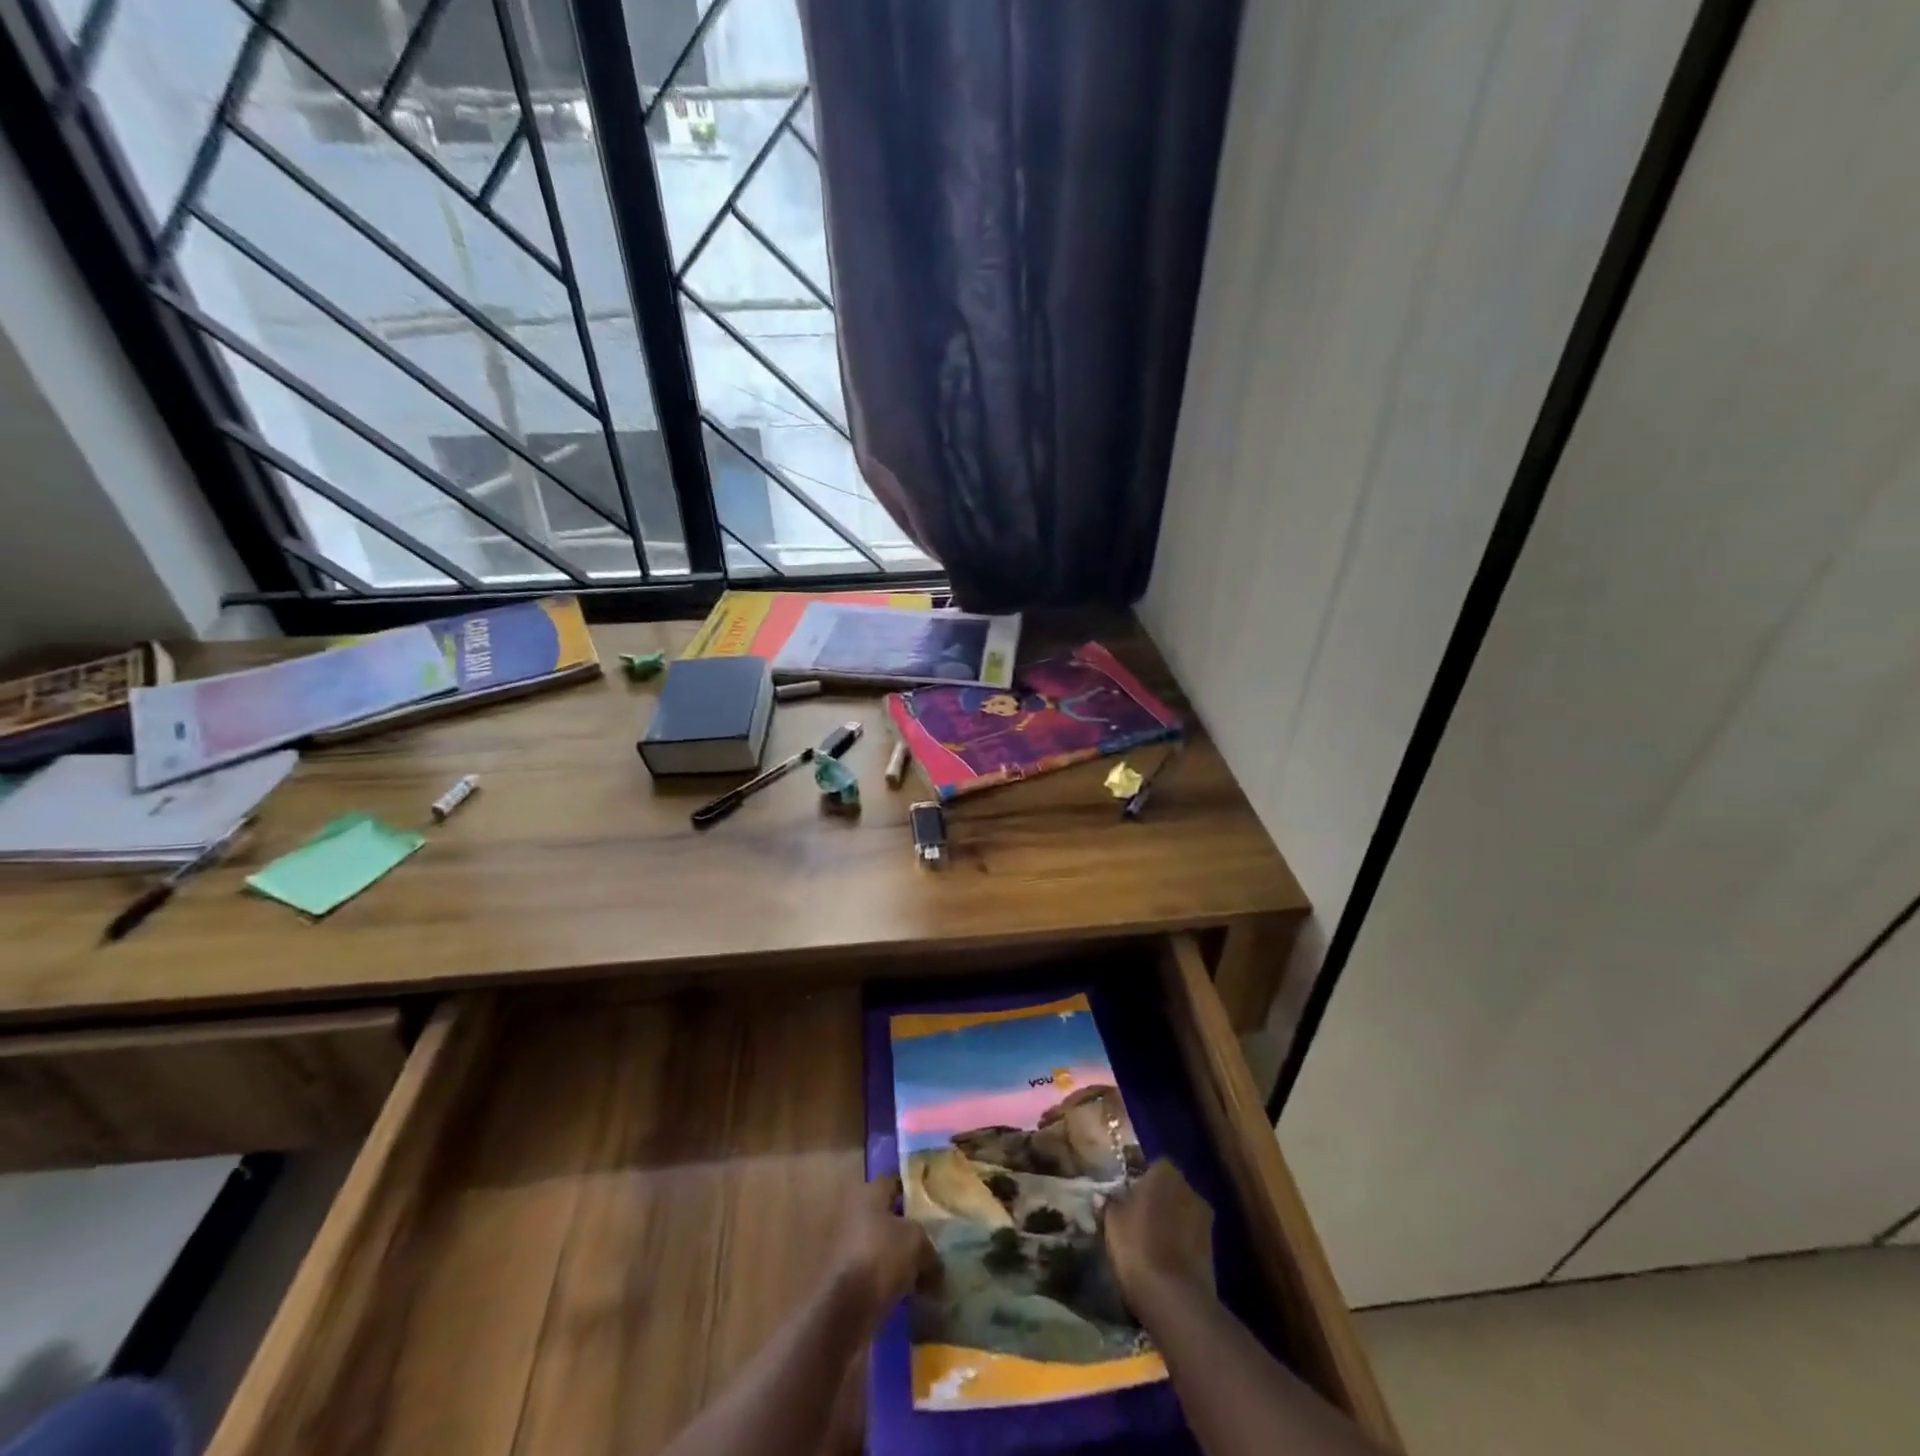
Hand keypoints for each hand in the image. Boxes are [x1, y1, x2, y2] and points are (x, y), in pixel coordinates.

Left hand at [829, 1176, 938, 1330]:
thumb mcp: (917, 1241)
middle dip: (907, 1227)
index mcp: (869, 1193)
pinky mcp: (846, 1277)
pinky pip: (875, 1271)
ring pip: (881, 1245)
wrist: (846, 1309)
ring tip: (925, 1271)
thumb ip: (928, 1243)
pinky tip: (910, 1292)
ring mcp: (847, 1246)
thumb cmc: (882, 1257)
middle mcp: (854, 1212)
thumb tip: (933, 1258)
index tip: (932, 1204)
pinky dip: (889, 1279)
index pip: (894, 1182)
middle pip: (887, 1215)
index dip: (913, 1192)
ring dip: (898, 1256)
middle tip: (932, 1240)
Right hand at [1103, 1159, 1214, 1317]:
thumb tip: (1104, 1196)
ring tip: (1150, 1243)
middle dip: (1157, 1201)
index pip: (1153, 1166)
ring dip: (1170, 1223)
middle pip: (1170, 1189)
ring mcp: (1206, 1220)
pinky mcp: (1213, 1250)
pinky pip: (1190, 1238)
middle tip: (1136, 1220)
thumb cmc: (1138, 1246)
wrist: (1175, 1299)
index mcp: (1165, 1172)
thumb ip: (1110, 1203)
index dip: (1139, 1182)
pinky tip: (1164, 1261)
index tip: (1126, 1198)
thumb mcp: (1112, 1221)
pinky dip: (1179, 1244)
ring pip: (1182, 1214)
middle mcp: (1190, 1188)